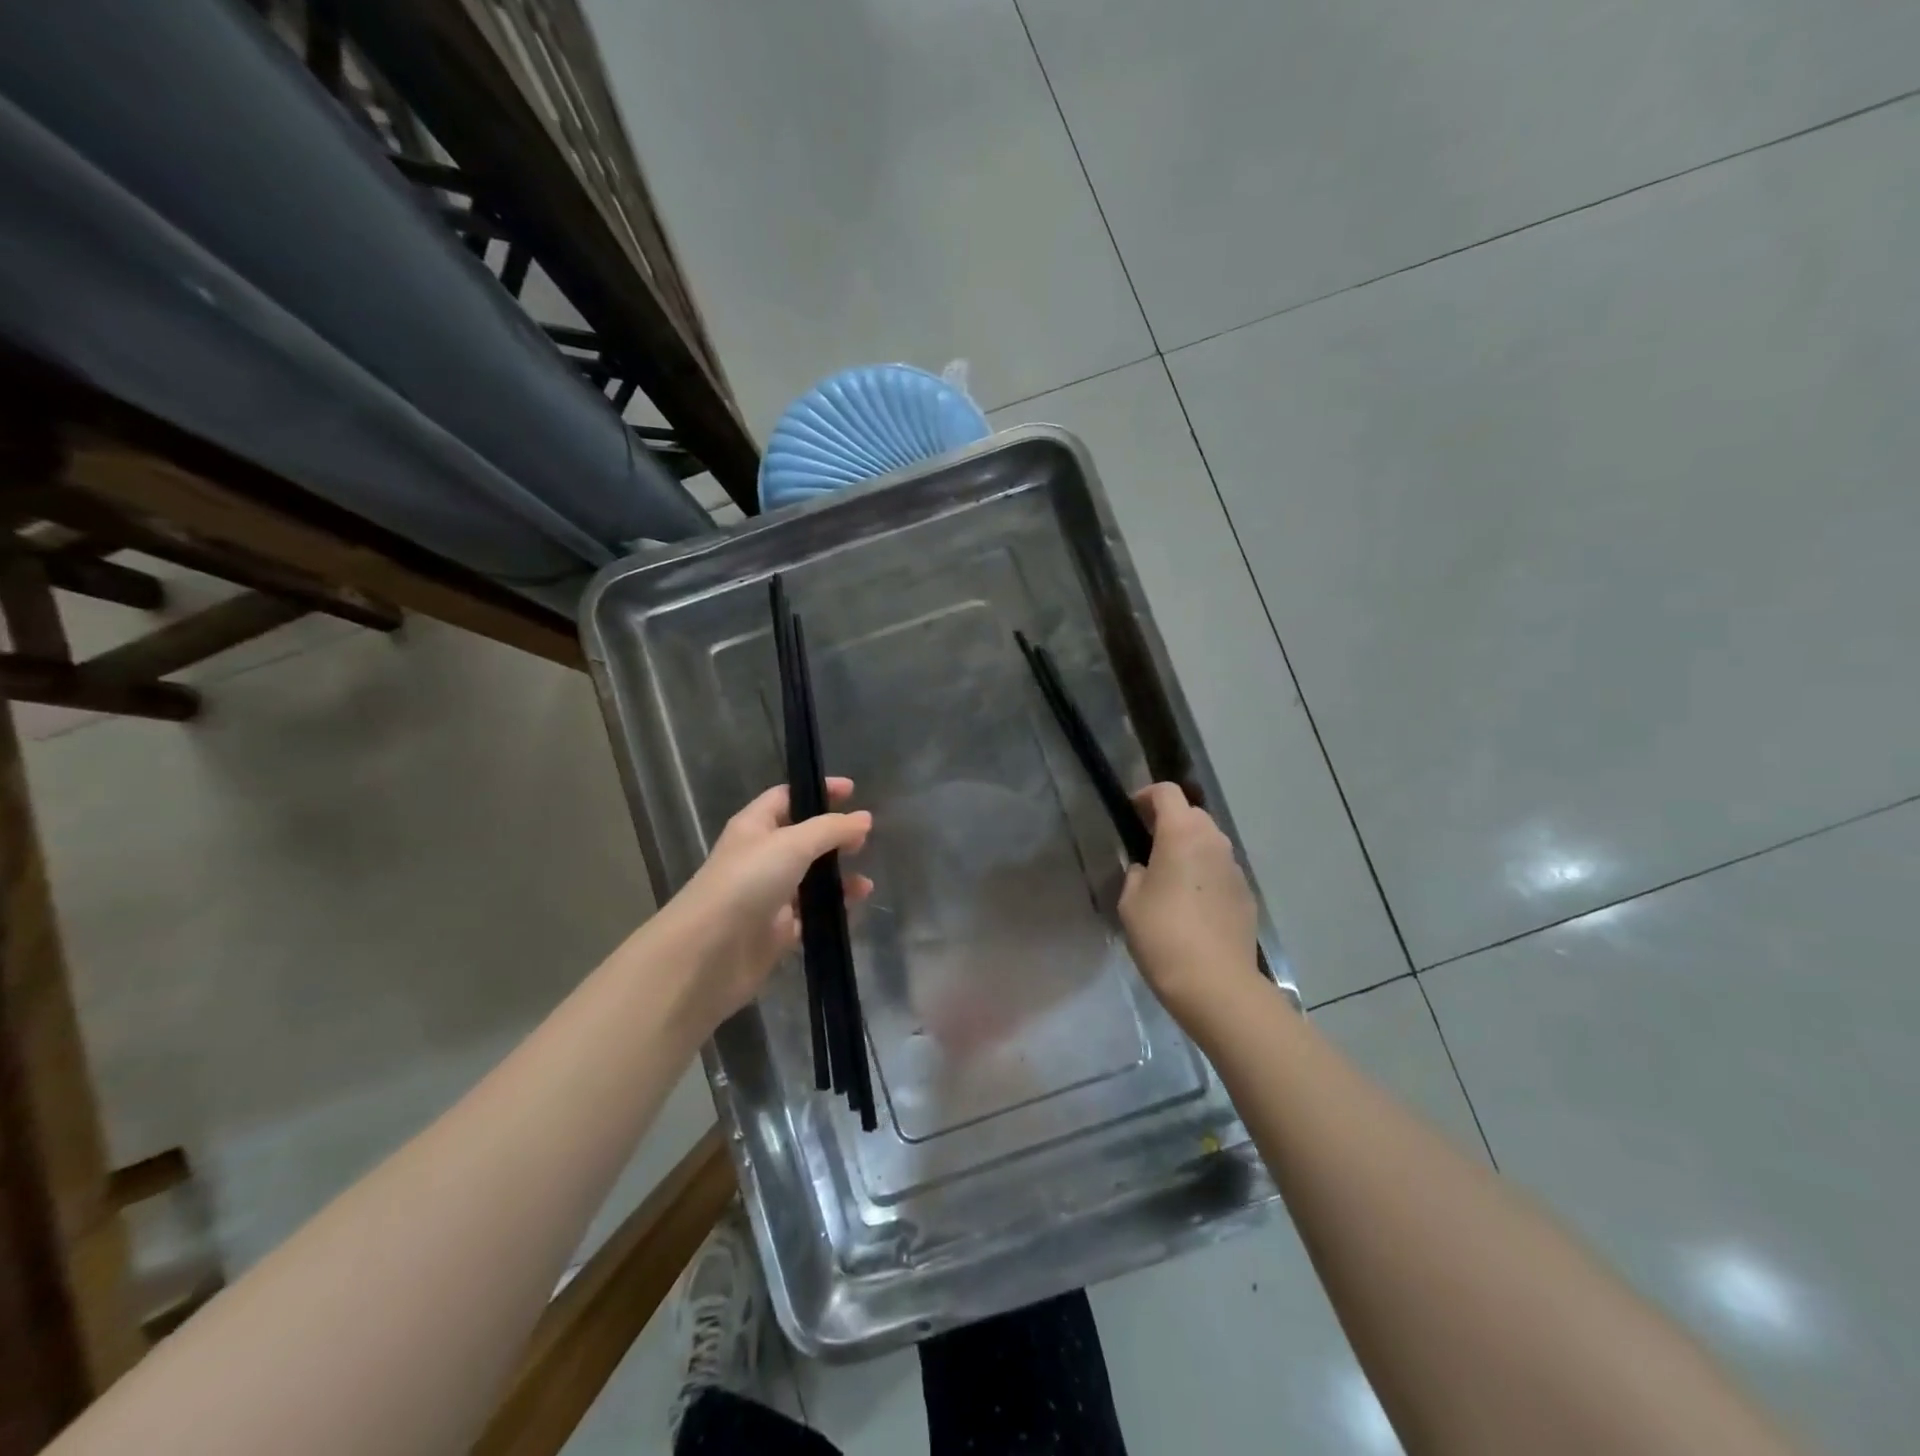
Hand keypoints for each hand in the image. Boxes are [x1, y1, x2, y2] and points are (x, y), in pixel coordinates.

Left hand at [647, 779, 872, 1038]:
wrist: (708, 952)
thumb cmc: (748, 882)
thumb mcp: (792, 844)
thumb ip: (831, 829)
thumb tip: (864, 819)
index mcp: (755, 826)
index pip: (787, 797)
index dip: (817, 791)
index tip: (852, 791)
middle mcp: (761, 857)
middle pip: (802, 839)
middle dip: (833, 837)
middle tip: (864, 840)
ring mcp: (768, 895)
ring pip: (810, 879)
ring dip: (838, 878)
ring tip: (865, 885)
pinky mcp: (777, 930)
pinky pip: (811, 915)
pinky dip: (831, 911)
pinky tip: (852, 910)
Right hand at [1118, 783, 1258, 1022]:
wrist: (1216, 983)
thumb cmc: (1163, 935)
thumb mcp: (1130, 901)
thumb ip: (1137, 873)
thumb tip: (1148, 869)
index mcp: (1181, 833)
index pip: (1167, 792)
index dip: (1146, 795)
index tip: (1131, 812)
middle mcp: (1213, 841)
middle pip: (1192, 814)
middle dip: (1169, 821)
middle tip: (1147, 846)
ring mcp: (1234, 867)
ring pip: (1209, 843)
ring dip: (1189, 848)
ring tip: (1169, 878)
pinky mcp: (1246, 893)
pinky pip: (1220, 871)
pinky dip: (1205, 875)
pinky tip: (1191, 906)